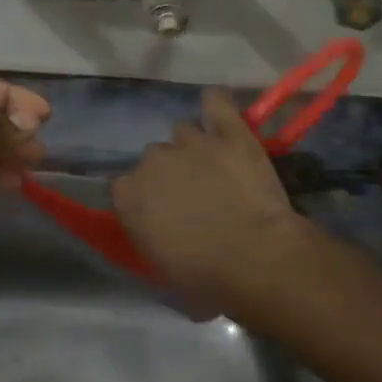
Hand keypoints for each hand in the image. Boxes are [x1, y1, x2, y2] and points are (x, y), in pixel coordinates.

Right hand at [111, 87, 303, 307]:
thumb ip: (149, 237)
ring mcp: (191, 142)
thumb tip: (157, 231)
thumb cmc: (205, 279)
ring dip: (194, 148)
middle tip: (195, 196)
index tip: (162, 215)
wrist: (255, 259)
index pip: (125, 188)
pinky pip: (216, 102)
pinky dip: (216, 105)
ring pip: (184, 133)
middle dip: (171, 174)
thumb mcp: (160, 269)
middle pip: (155, 158)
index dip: (146, 200)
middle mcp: (152, 160)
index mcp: (128, 195)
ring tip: (215, 166)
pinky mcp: (229, 132)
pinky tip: (218, 110)